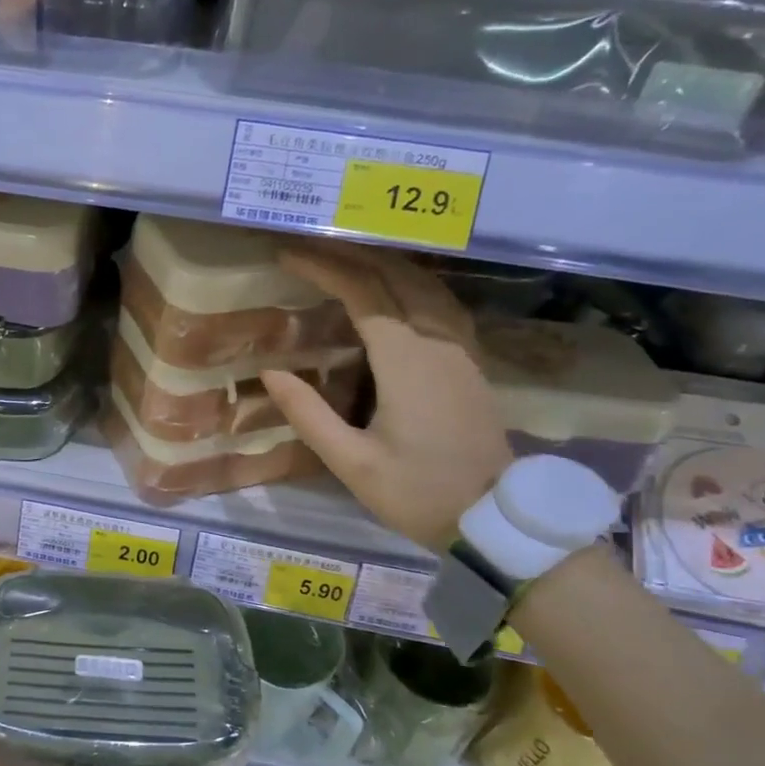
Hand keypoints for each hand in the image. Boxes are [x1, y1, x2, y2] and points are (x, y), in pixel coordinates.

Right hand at [262, 242, 511, 551]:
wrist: (494, 517)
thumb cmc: (418, 492)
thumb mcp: (352, 463)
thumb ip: (308, 415)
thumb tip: (270, 372)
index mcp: (407, 360)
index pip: (362, 293)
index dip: (324, 268)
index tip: (288, 255)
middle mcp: (437, 341)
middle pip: (395, 276)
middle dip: (349, 255)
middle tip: (308, 247)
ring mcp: (460, 349)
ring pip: (423, 285)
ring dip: (381, 264)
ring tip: (343, 259)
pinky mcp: (470, 362)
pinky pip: (439, 304)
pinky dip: (408, 284)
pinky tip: (393, 292)